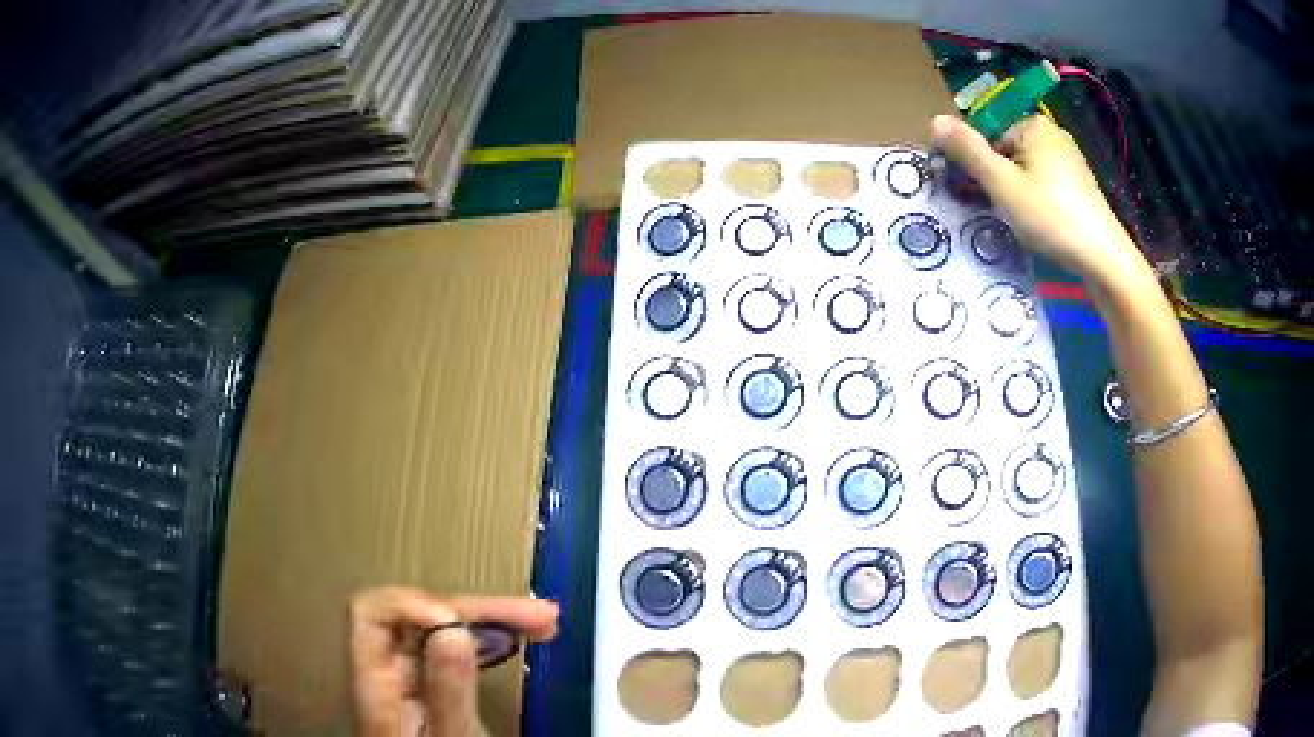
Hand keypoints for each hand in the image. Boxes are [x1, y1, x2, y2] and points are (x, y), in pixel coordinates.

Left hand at [348, 588, 558, 736]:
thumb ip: (447, 693)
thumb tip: (453, 631)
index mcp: (377, 683)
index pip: (374, 613)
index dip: (417, 605)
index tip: (464, 624)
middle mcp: (388, 674)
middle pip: (419, 617)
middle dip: (477, 610)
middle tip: (539, 617)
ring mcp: (409, 684)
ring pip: (439, 630)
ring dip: (488, 619)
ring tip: (541, 622)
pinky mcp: (431, 695)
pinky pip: (452, 651)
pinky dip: (484, 640)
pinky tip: (510, 642)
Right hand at [931, 114, 1150, 290]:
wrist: (1103, 258)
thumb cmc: (1050, 217)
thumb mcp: (1001, 183)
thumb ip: (967, 150)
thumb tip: (933, 120)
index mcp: (1033, 124)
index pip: (987, 136)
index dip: (977, 165)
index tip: (975, 194)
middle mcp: (1052, 133)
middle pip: (1006, 151)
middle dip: (997, 179)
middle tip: (1001, 212)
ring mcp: (1069, 158)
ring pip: (1025, 170)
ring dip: (1015, 192)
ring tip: (1021, 221)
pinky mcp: (1079, 183)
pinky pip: (1044, 183)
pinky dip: (1036, 200)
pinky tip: (1041, 223)